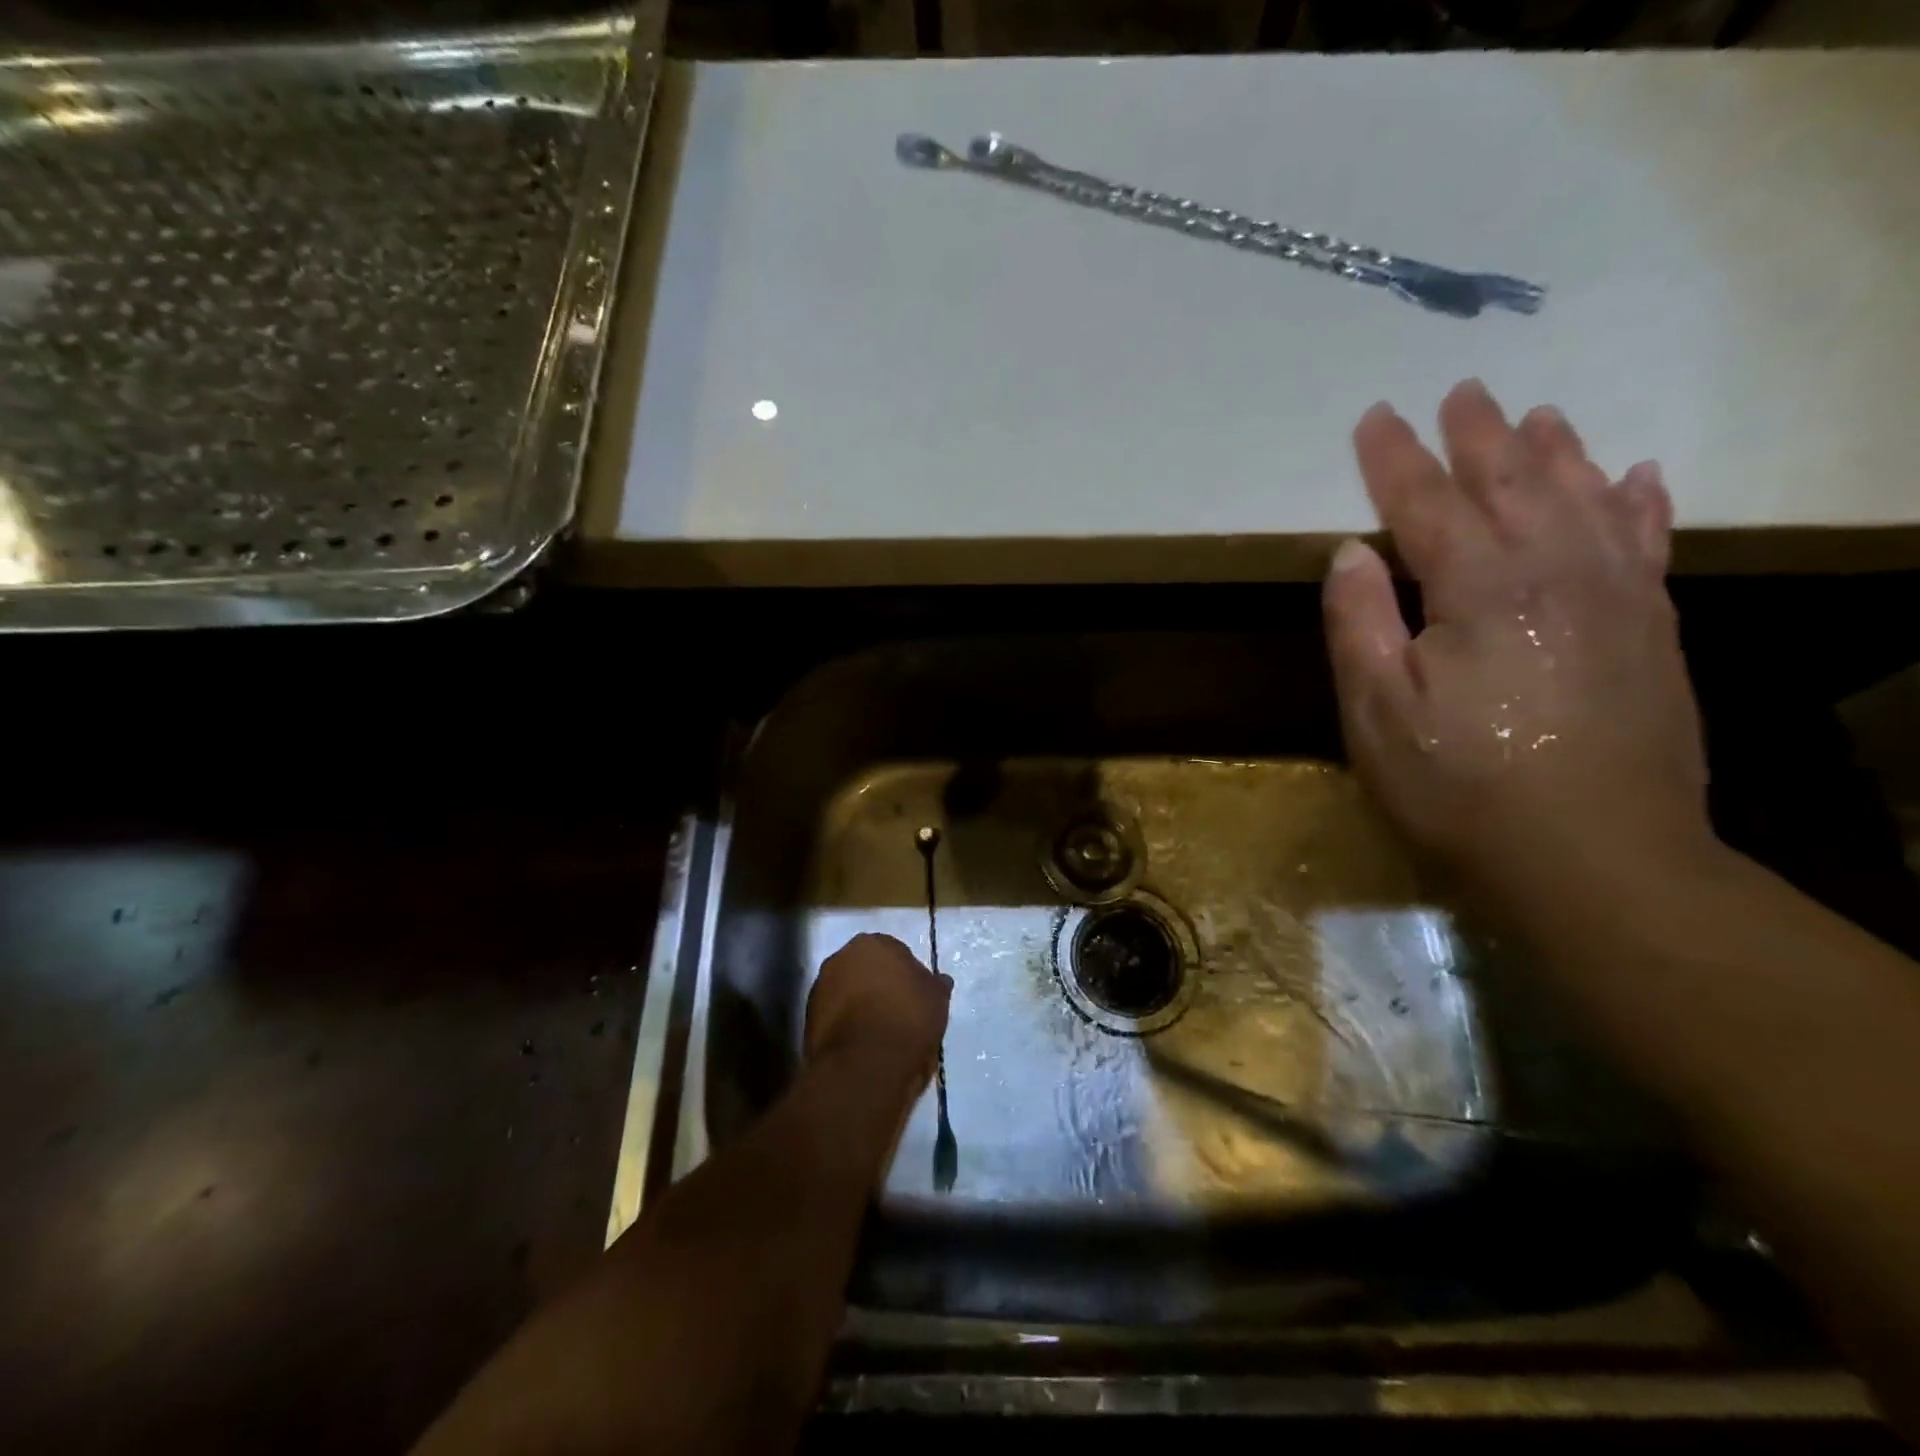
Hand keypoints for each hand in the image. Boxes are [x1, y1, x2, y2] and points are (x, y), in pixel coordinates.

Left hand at [805, 933, 950, 1089]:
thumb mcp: (937, 999)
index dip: (906, 975)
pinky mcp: (808, 1018)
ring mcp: (821, 987)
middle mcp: (842, 957)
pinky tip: (862, 1045)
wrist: (866, 1063)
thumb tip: (938, 980)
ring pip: (848, 993)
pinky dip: (846, 1025)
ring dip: (860, 1005)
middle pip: (866, 969)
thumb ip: (935, 984)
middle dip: (879, 985)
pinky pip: (835, 1016)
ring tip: (880, 1033)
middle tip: (898, 1012)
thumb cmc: (908, 1019)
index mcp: (874, 943)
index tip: (915, 996)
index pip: (894, 952)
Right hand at [1322, 379, 1708, 894]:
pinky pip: (1648, 542)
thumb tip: (1349, 552)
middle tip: (1462, 391)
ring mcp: (1616, 595)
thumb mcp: (1375, 712)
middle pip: (1513, 482)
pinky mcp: (1653, 628)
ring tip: (1540, 414)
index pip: (1425, 502)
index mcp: (1477, 587)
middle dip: (1480, 435)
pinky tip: (1637, 476)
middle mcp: (1554, 570)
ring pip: (1586, 497)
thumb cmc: (1459, 785)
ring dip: (1558, 452)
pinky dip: (1639, 502)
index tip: (1375, 416)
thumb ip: (1358, 624)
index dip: (1395, 458)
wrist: (1594, 857)